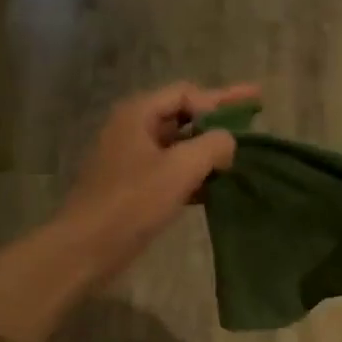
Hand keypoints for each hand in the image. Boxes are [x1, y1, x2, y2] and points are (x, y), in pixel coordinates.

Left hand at [56, 81, 257, 283]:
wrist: (87, 247)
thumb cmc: (133, 202)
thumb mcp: (180, 168)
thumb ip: (213, 145)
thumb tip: (228, 141)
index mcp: (138, 114)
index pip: (187, 93)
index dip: (222, 98)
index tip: (253, 103)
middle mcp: (133, 129)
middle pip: (183, 116)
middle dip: (218, 119)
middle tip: (253, 119)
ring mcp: (132, 159)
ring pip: (179, 146)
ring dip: (209, 149)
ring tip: (241, 155)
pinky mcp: (135, 187)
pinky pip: (172, 171)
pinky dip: (196, 174)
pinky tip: (219, 186)